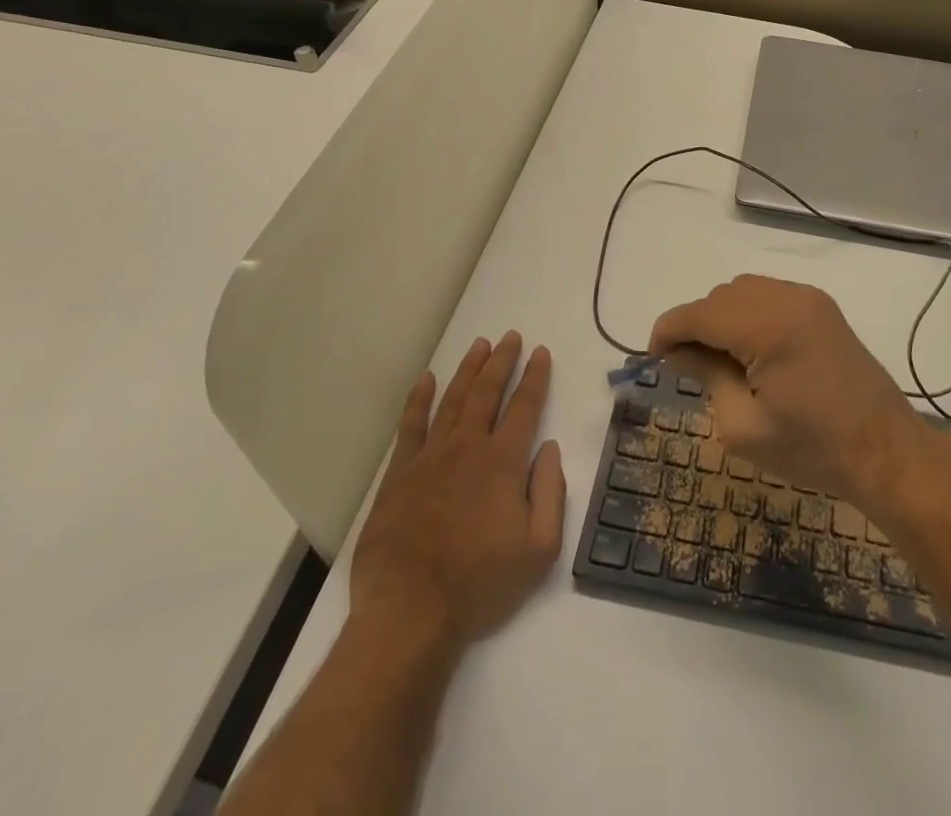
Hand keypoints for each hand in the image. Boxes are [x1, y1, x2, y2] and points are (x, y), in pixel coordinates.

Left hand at [350, 331, 565, 650]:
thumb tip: (550, 449)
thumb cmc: (480, 585)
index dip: (535, 376)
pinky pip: (411, 426)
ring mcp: (430, 457)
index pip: (525, 406)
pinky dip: (418, 399)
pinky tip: (426, 379)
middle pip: (488, 392)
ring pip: (453, 399)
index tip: (541, 352)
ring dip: (468, 370)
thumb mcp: (539, 550)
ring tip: (479, 345)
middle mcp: (468, 447)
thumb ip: (551, 493)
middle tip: (511, 336)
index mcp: (504, 462)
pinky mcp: (399, 474)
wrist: (409, 613)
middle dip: (502, 360)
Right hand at [648, 275, 928, 510]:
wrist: (886, 451)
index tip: (651, 357)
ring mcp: (808, 298)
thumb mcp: (743, 426)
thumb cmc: (813, 449)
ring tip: (719, 361)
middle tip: (686, 368)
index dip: (667, 331)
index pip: (699, 313)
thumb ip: (705, 376)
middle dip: (695, 325)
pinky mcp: (822, 307)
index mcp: (768, 327)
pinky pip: (769, 295)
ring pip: (743, 290)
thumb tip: (676, 351)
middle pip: (719, 297)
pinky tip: (752, 350)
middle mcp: (788, 298)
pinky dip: (748, 314)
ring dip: (721, 317)